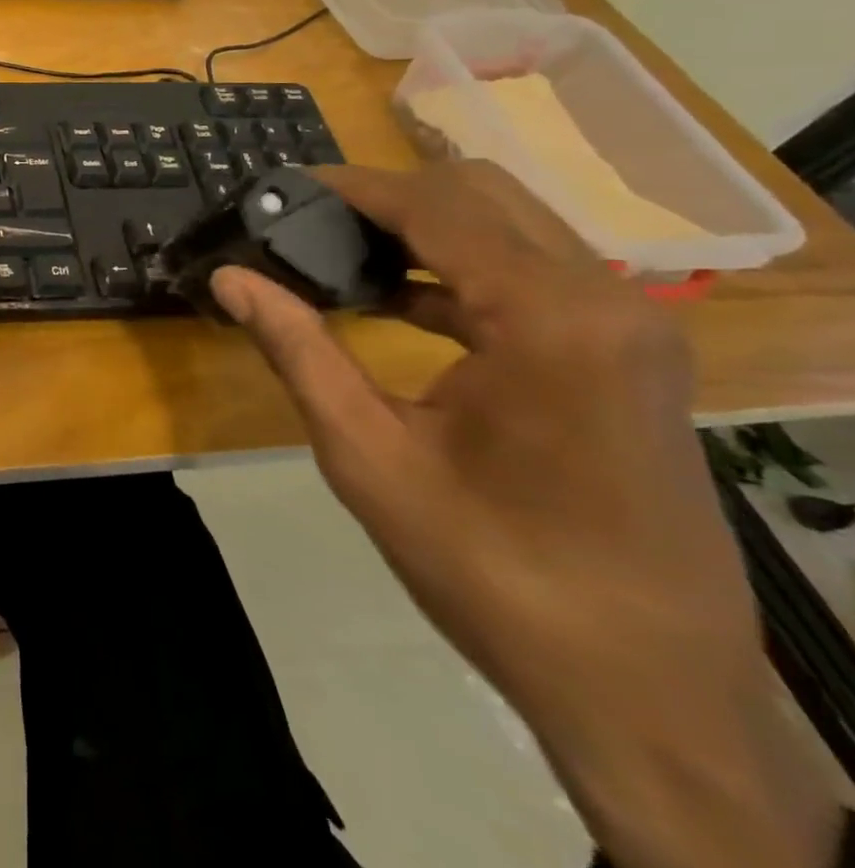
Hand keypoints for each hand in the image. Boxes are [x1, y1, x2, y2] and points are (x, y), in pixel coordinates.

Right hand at [213, 161, 840, 867]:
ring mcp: (629, 326)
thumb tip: (228, 278)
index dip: (350, 187)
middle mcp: (604, 300)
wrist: (646, 688)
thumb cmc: (492, 568)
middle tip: (306, 221)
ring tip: (338, 251)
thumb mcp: (367, 453)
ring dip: (423, 229)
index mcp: (547, 318)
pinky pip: (535, 274)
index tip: (282, 188)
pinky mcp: (629, 354)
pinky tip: (397, 301)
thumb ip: (296, 348)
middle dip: (386, 196)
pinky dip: (460, 269)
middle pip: (481, 195)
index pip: (435, 206)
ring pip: (512, 226)